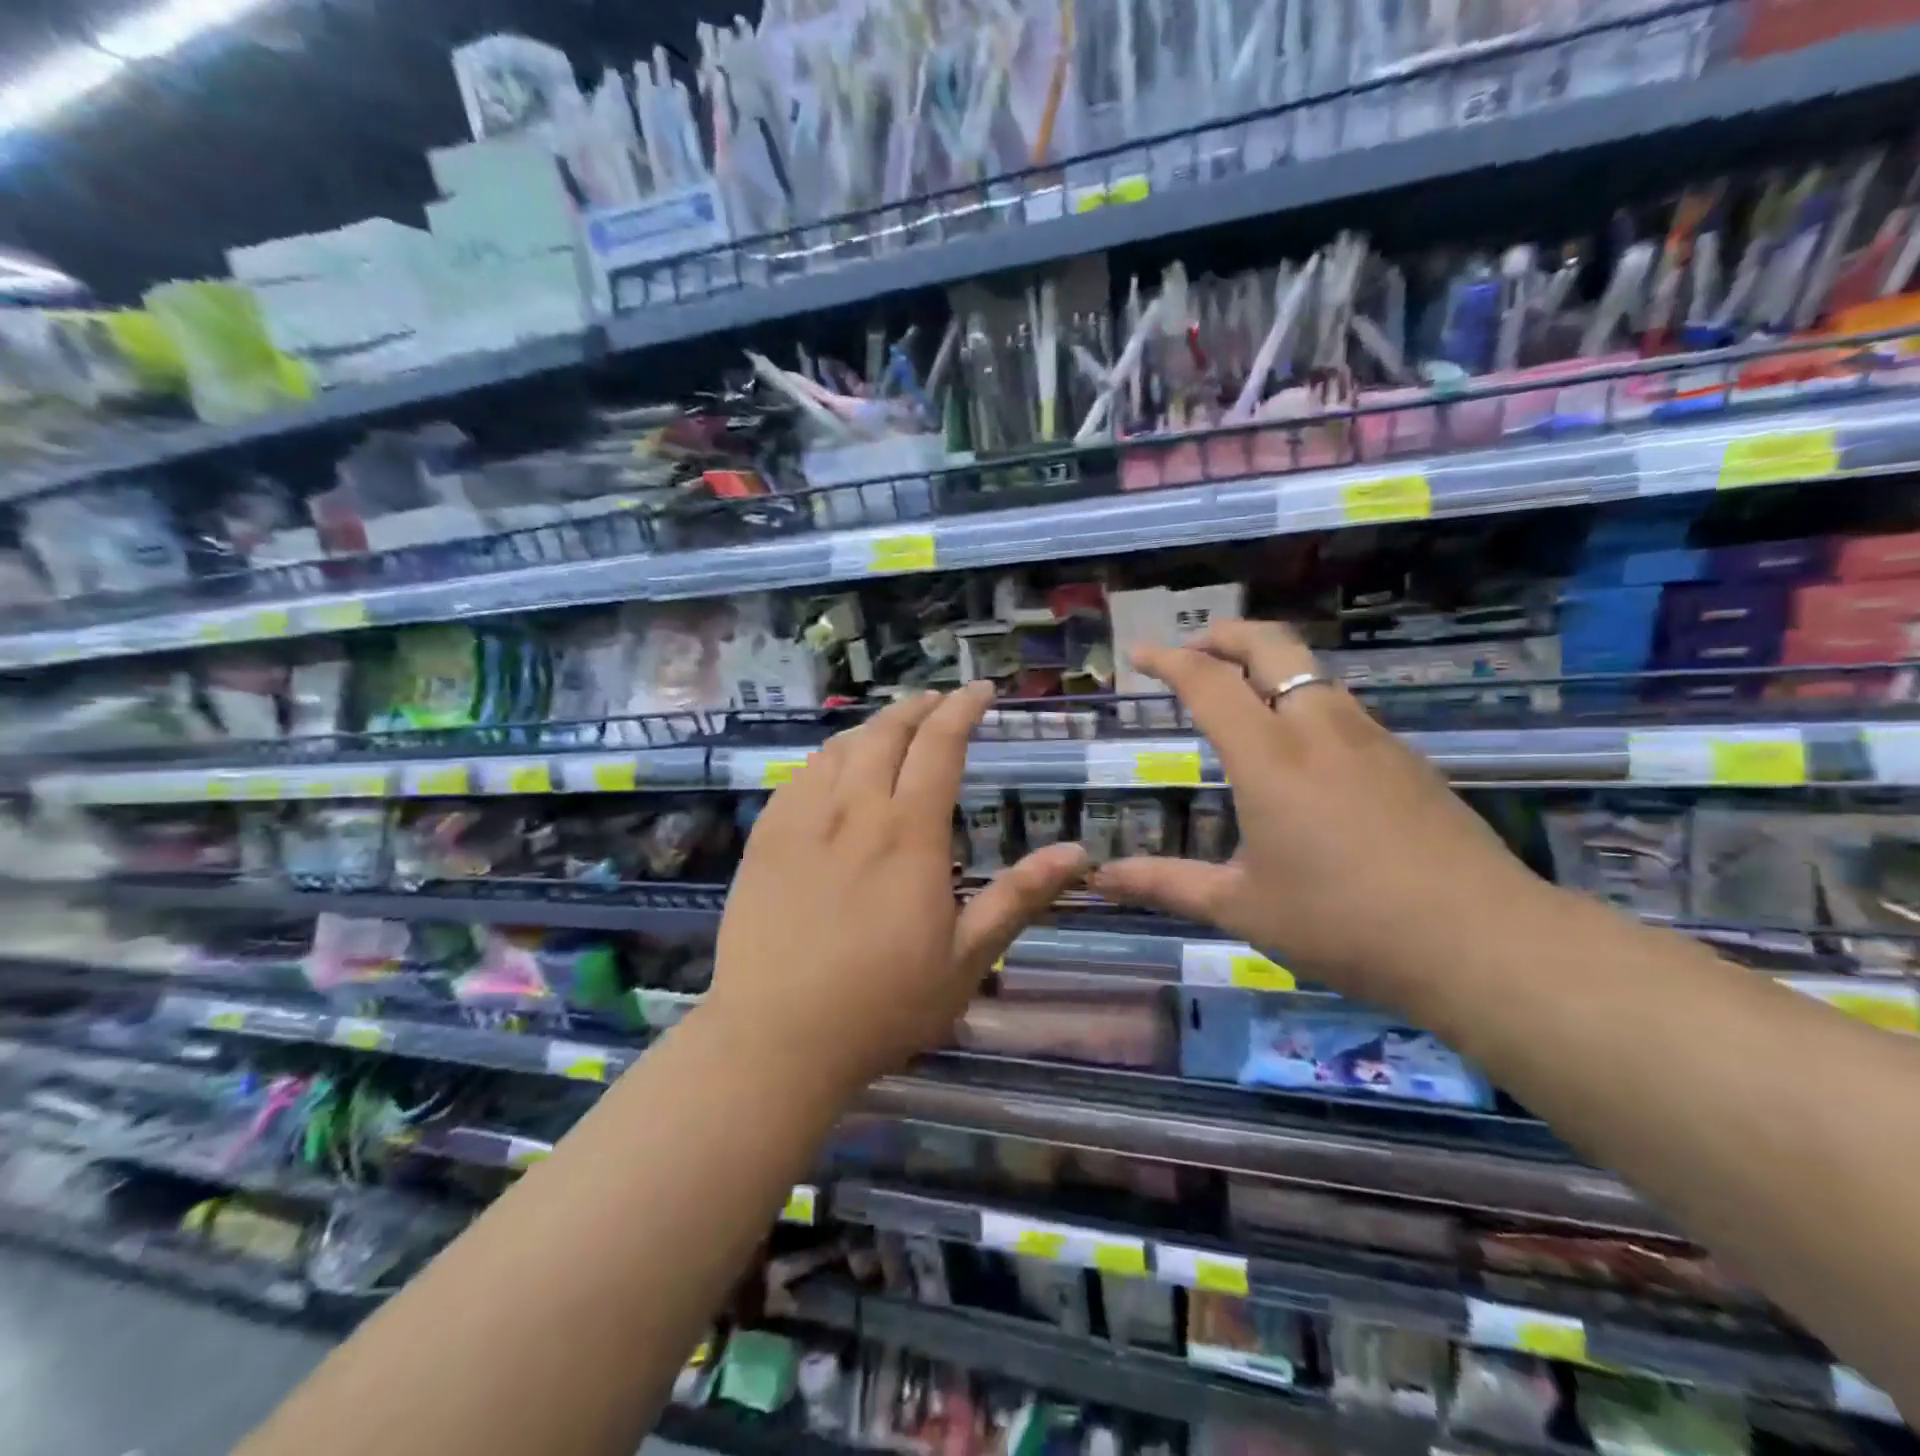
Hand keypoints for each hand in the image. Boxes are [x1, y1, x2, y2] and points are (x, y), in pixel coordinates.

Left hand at [709, 683, 1089, 1091]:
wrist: (776, 1039)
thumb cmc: (883, 1005)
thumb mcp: (967, 959)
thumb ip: (1020, 897)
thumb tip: (1079, 853)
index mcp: (909, 833)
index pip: (939, 746)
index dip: (962, 709)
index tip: (980, 690)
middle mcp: (854, 811)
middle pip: (886, 733)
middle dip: (918, 708)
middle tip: (938, 702)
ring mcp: (802, 821)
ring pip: (840, 748)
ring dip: (873, 726)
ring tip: (894, 727)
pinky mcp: (765, 839)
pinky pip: (800, 776)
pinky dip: (828, 756)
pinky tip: (834, 767)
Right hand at [1088, 619, 1547, 1002]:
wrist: (1481, 942)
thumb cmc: (1343, 923)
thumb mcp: (1241, 907)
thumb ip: (1166, 884)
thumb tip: (1100, 879)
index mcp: (1269, 756)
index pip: (1209, 682)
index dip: (1168, 660)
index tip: (1140, 653)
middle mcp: (1319, 728)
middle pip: (1271, 645)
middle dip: (1226, 634)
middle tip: (1194, 647)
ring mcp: (1371, 738)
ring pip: (1312, 672)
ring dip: (1269, 664)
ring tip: (1241, 691)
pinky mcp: (1407, 759)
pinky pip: (1343, 707)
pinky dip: (1304, 699)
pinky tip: (1302, 747)